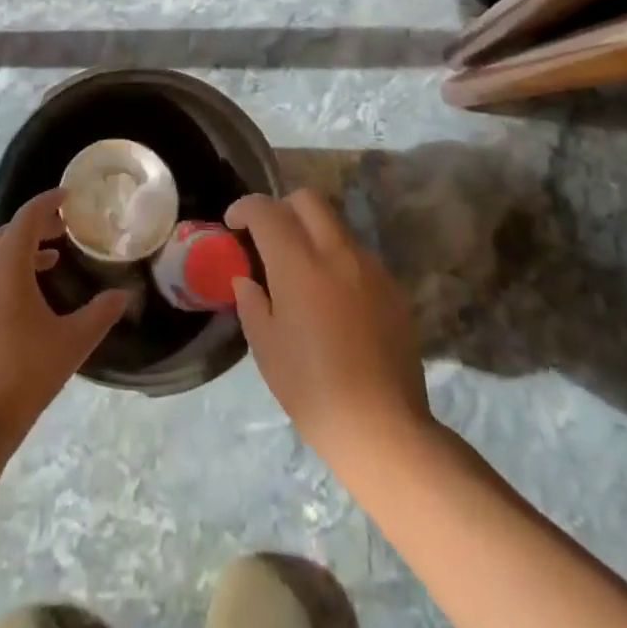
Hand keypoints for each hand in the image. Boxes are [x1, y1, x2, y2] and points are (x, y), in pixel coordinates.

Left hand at [0, 189, 128, 453]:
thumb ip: (101, 313)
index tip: (70, 196)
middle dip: (37, 224)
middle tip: (65, 228)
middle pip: (9, 232)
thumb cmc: (25, 374)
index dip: (49, 201)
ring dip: (22, 249)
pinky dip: (8, 271)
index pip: (27, 216)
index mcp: (7, 265)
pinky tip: (28, 297)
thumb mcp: (72, 342)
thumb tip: (124, 294)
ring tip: (52, 259)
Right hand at [228, 190, 429, 468]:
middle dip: (281, 207)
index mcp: (299, 264)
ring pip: (335, 224)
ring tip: (299, 270)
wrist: (384, 428)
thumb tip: (247, 280)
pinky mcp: (393, 288)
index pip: (267, 210)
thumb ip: (251, 302)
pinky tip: (331, 298)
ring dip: (311, 232)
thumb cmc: (312, 389)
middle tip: (267, 237)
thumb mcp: (266, 347)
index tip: (233, 225)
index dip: (245, 208)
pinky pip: (357, 254)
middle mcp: (337, 252)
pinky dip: (336, 258)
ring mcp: (370, 268)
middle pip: (307, 199)